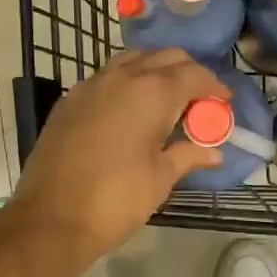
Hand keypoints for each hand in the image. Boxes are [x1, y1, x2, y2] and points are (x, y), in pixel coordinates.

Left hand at [10, 49, 230, 266]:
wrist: (52, 218)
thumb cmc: (117, 199)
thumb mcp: (161, 178)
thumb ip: (188, 155)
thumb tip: (214, 152)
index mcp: (151, 92)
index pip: (193, 74)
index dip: (214, 86)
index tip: (225, 102)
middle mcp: (121, 77)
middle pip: (164, 58)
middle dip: (187, 74)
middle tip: (199, 102)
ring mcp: (90, 86)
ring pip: (132, 61)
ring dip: (155, 73)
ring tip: (167, 103)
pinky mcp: (69, 101)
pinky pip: (106, 78)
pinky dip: (127, 84)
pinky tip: (131, 112)